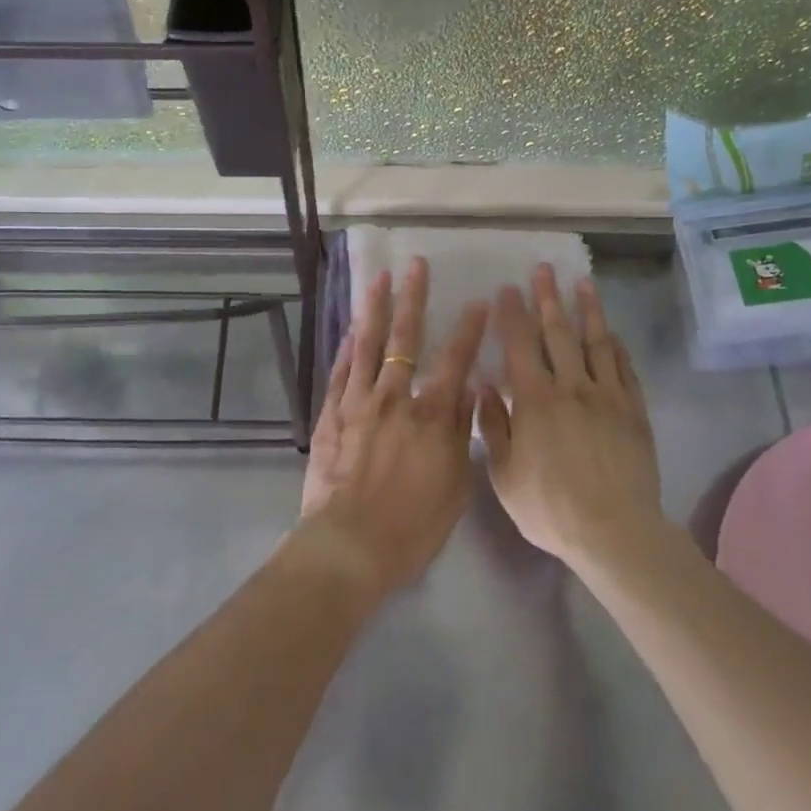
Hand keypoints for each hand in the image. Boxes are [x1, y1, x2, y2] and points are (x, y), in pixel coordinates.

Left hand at [297, 258, 488, 599]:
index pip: (455, 361)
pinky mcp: (331, 415)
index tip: (479, 301)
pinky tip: (351, 328)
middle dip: (413, 298)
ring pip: (367, 345)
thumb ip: (462, 433)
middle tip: (416, 265)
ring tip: (378, 277)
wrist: (350, 545)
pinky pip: (340, 371)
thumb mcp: (455, 485)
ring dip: (374, 308)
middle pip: (405, 339)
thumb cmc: (412, 525)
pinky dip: (346, 347)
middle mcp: (394, 398)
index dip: (469, 329)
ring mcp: (358, 402)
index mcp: (431, 416)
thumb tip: (472, 390)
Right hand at [479, 266, 661, 568]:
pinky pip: (624, 369)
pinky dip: (616, 347)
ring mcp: (607, 397)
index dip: (512, 315)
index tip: (507, 289)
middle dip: (548, 299)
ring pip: (596, 343)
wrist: (614, 532)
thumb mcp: (504, 473)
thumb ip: (493, 426)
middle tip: (544, 269)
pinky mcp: (634, 412)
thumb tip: (486, 385)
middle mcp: (571, 387)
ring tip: (583, 283)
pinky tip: (611, 333)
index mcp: (534, 400)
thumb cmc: (550, 507)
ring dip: (587, 310)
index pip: (520, 345)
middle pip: (558, 333)